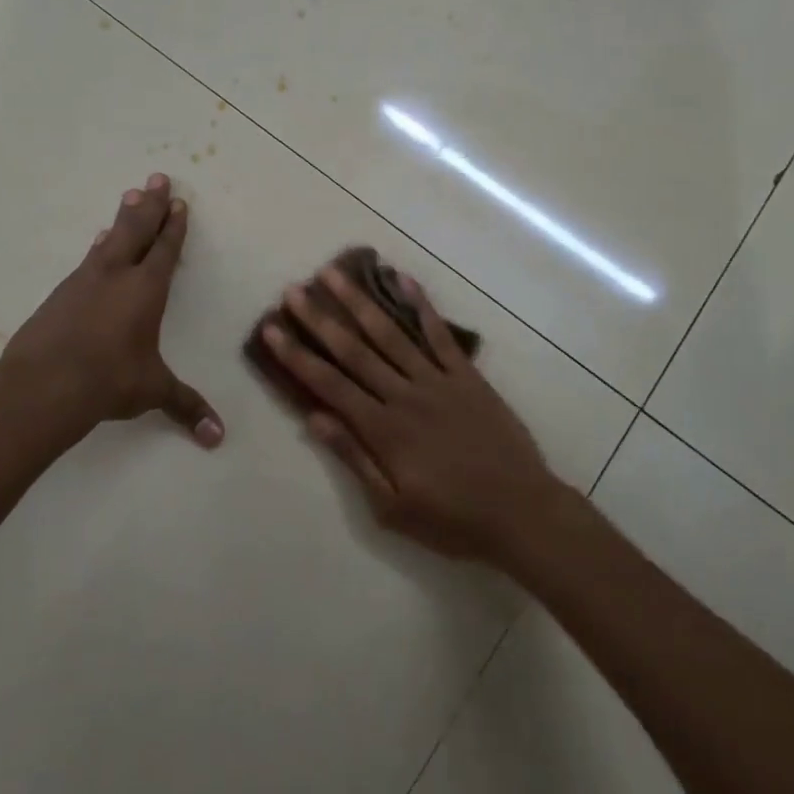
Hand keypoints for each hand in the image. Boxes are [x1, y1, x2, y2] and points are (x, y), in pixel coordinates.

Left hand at [1, 174, 223, 446]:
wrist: (44, 384)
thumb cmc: (110, 381)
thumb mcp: (152, 391)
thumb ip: (186, 407)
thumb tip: (218, 438)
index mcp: (146, 290)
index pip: (165, 250)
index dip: (174, 226)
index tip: (179, 203)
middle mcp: (117, 275)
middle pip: (137, 229)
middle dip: (150, 204)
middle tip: (156, 177)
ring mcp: (84, 281)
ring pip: (109, 239)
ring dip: (122, 218)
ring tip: (129, 196)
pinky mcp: (60, 294)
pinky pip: (87, 260)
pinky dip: (97, 247)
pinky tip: (96, 243)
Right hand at [260, 264, 566, 565]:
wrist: (521, 512)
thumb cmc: (452, 519)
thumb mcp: (393, 507)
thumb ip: (354, 458)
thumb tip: (314, 419)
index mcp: (384, 429)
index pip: (329, 384)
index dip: (297, 355)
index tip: (272, 328)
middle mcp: (405, 395)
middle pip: (354, 350)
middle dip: (320, 319)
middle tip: (293, 290)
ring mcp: (438, 380)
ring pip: (391, 333)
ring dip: (360, 302)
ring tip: (334, 274)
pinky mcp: (467, 376)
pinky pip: (439, 334)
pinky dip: (420, 306)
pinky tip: (402, 280)